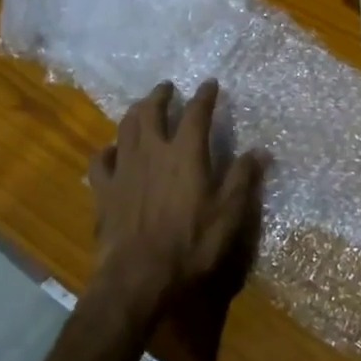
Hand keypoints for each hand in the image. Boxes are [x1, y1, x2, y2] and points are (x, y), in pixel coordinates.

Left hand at [87, 80, 261, 318]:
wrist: (138, 276)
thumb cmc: (191, 244)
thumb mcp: (229, 214)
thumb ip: (243, 178)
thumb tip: (260, 150)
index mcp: (186, 154)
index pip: (196, 113)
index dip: (204, 96)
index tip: (210, 84)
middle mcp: (152, 152)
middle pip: (151, 112)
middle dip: (160, 95)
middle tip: (167, 87)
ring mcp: (124, 169)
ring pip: (125, 128)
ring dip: (134, 113)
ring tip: (141, 107)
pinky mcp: (103, 191)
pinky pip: (100, 160)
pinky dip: (107, 150)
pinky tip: (111, 151)